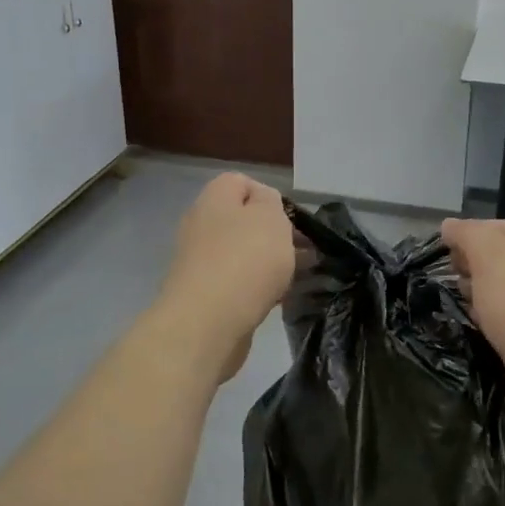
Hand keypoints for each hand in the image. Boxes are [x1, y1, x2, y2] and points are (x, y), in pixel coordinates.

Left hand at [156, 174, 296, 380]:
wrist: (207, 324)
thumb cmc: (245, 260)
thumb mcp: (270, 217)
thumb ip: (271, 202)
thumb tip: (263, 204)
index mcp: (214, 198)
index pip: (241, 182)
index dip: (270, 196)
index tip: (292, 218)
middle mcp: (201, 224)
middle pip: (243, 220)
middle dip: (275, 233)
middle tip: (304, 250)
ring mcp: (200, 261)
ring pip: (243, 252)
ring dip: (270, 262)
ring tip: (299, 276)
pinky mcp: (204, 294)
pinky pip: (237, 281)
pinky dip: (258, 286)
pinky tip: (279, 298)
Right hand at [441, 218, 504, 423]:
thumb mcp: (488, 253)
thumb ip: (467, 234)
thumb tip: (449, 226)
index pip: (486, 227)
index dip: (462, 240)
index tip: (449, 261)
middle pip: (490, 258)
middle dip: (469, 270)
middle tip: (461, 286)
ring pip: (495, 288)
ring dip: (477, 298)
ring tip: (470, 311)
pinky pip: (504, 316)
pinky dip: (491, 321)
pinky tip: (486, 331)